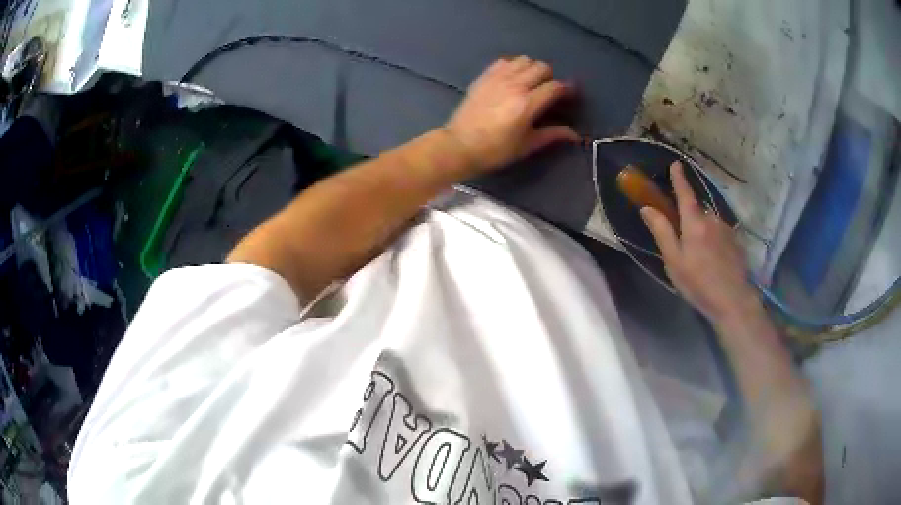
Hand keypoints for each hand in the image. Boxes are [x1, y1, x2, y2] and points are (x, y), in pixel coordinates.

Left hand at [444, 56, 579, 173]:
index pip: (555, 86)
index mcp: (527, 104)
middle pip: (542, 67)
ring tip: (529, 82)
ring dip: (531, 68)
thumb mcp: (527, 145)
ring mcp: (498, 78)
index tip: (569, 95)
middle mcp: (515, 85)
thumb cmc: (496, 150)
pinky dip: (513, 66)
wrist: (460, 145)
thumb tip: (574, 135)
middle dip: (550, 77)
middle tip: (547, 90)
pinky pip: (505, 61)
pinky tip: (512, 78)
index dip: (566, 89)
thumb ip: (552, 135)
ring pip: (524, 60)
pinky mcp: (484, 76)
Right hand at [641, 162, 761, 322]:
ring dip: (702, 231)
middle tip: (684, 242)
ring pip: (709, 222)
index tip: (676, 163)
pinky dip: (713, 239)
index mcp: (694, 222)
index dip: (679, 178)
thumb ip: (662, 232)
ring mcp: (726, 229)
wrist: (733, 299)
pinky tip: (713, 260)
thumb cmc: (698, 283)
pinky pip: (719, 232)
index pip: (684, 193)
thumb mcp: (674, 261)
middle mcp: (711, 219)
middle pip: (697, 211)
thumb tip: (647, 209)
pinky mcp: (735, 240)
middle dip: (689, 218)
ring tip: (700, 257)